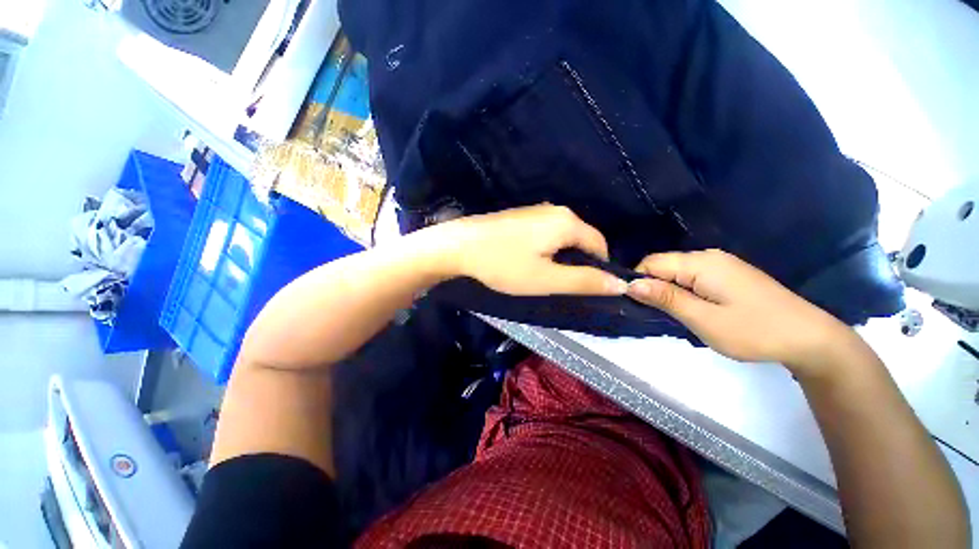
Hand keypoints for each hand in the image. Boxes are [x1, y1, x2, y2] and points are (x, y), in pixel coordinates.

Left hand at [434, 204, 627, 296]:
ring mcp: (536, 210)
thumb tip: (621, 284)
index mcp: (567, 222)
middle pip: (581, 238)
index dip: (598, 267)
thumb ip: (584, 281)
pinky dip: (546, 248)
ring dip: (560, 256)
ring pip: (562, 236)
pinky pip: (546, 233)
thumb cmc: (504, 265)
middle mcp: (555, 210)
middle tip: (559, 283)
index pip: (599, 244)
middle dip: (577, 262)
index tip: (583, 286)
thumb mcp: (547, 279)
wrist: (460, 246)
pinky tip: (528, 260)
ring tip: (542, 274)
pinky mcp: (522, 216)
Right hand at [626, 249, 852, 374]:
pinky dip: (684, 292)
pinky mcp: (728, 275)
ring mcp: (721, 265)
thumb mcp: (703, 319)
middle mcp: (708, 257)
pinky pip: (692, 277)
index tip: (636, 305)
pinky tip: (694, 309)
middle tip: (657, 314)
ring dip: (668, 292)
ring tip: (676, 315)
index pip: (651, 262)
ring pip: (677, 273)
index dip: (638, 281)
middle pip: (663, 265)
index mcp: (701, 263)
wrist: (809, 338)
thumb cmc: (754, 331)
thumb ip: (665, 298)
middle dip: (653, 287)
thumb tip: (631, 284)